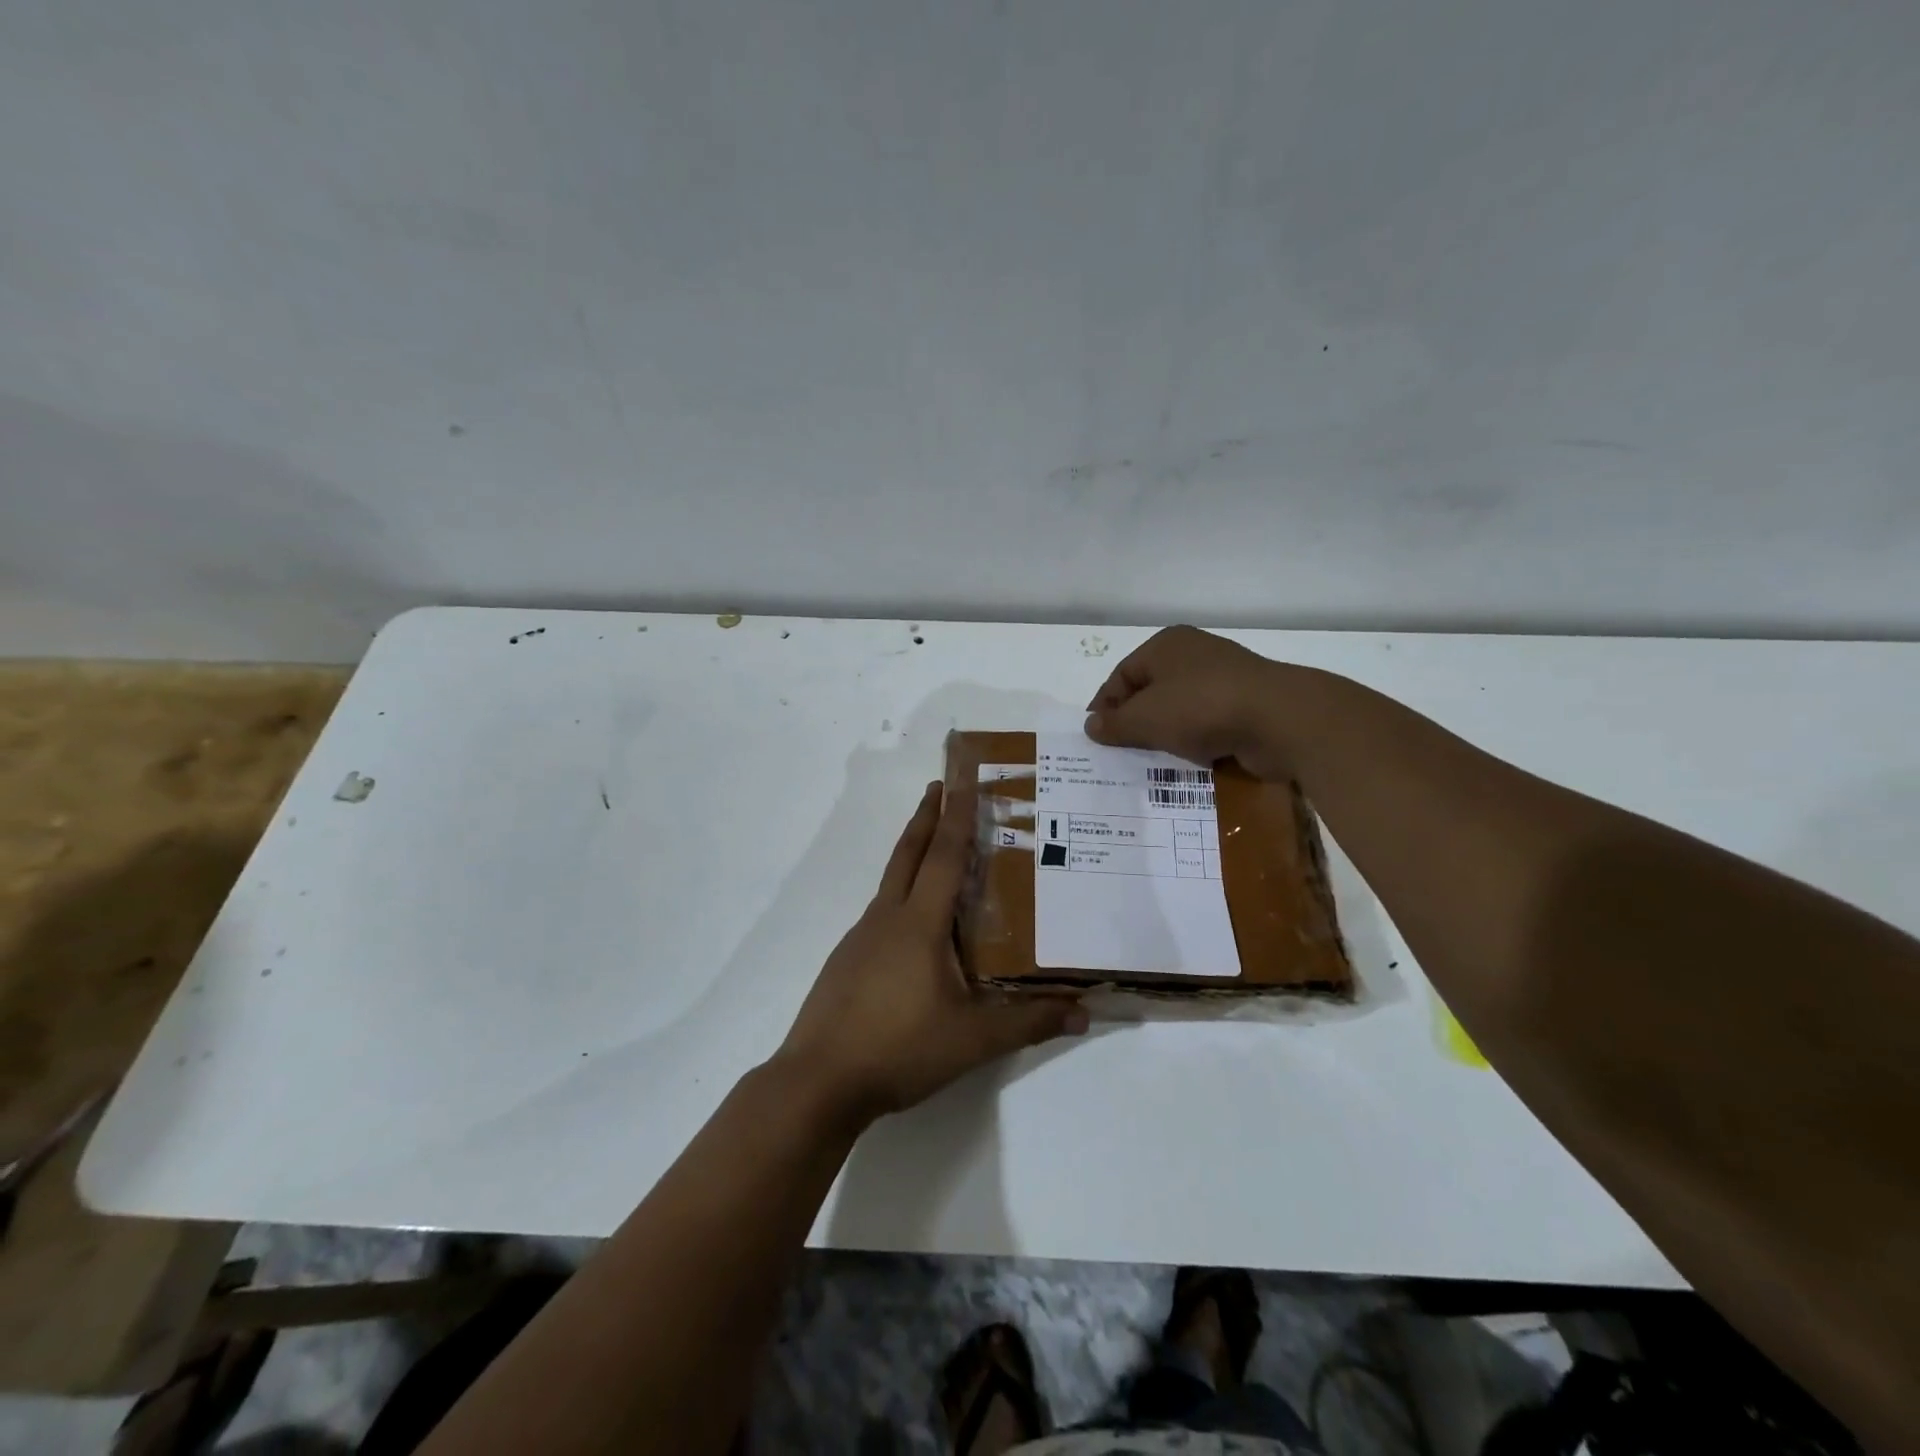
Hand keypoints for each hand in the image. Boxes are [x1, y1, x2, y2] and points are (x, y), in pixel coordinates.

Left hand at [773, 781, 1087, 1121]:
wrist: (818, 1081)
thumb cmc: (899, 1048)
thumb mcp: (973, 1039)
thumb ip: (1029, 1022)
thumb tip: (1084, 1011)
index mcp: (918, 923)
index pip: (945, 855)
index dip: (957, 815)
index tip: (961, 778)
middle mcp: (886, 918)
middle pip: (909, 854)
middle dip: (926, 816)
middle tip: (938, 785)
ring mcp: (861, 938)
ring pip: (892, 882)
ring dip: (913, 854)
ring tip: (936, 851)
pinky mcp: (847, 961)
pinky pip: (882, 913)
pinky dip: (901, 896)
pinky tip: (913, 925)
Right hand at [1085, 626, 1292, 778]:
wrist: (1281, 720)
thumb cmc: (1201, 707)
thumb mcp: (1145, 718)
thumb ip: (1114, 724)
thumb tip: (1090, 726)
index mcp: (1166, 645)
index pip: (1122, 675)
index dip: (1105, 705)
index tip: (1095, 736)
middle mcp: (1194, 654)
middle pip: (1151, 691)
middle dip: (1134, 722)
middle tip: (1119, 752)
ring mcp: (1224, 679)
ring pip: (1180, 710)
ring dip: (1165, 735)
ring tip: (1150, 763)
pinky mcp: (1246, 705)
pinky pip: (1208, 724)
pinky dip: (1195, 742)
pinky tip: (1186, 763)